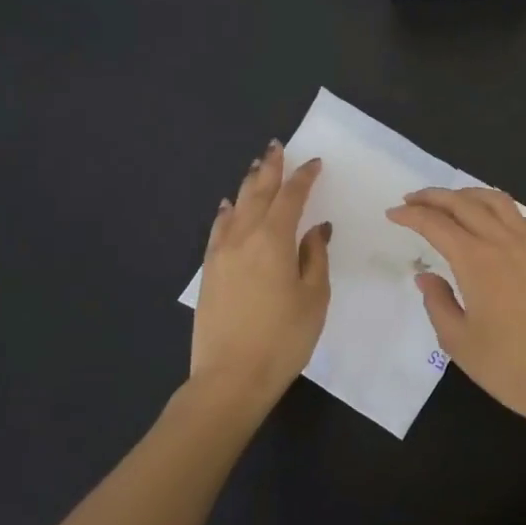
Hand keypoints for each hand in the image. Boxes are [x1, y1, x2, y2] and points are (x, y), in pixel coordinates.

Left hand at [190, 142, 332, 405]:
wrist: (230, 377)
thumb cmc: (284, 338)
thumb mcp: (314, 297)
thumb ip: (315, 257)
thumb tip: (316, 229)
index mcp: (274, 240)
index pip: (291, 197)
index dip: (304, 177)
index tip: (315, 162)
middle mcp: (244, 238)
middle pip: (258, 194)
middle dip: (270, 169)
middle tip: (277, 147)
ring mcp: (221, 254)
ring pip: (235, 208)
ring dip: (248, 185)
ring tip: (256, 167)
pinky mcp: (209, 272)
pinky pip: (218, 230)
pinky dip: (226, 213)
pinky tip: (228, 208)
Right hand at [386, 188, 525, 429]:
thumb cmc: (510, 367)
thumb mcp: (459, 341)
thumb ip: (438, 303)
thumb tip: (426, 276)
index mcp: (476, 260)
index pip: (436, 224)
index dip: (411, 215)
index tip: (393, 213)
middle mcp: (505, 241)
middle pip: (465, 203)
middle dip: (434, 197)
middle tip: (413, 199)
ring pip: (498, 201)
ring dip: (469, 194)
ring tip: (452, 201)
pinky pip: (524, 216)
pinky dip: (501, 208)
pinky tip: (495, 221)